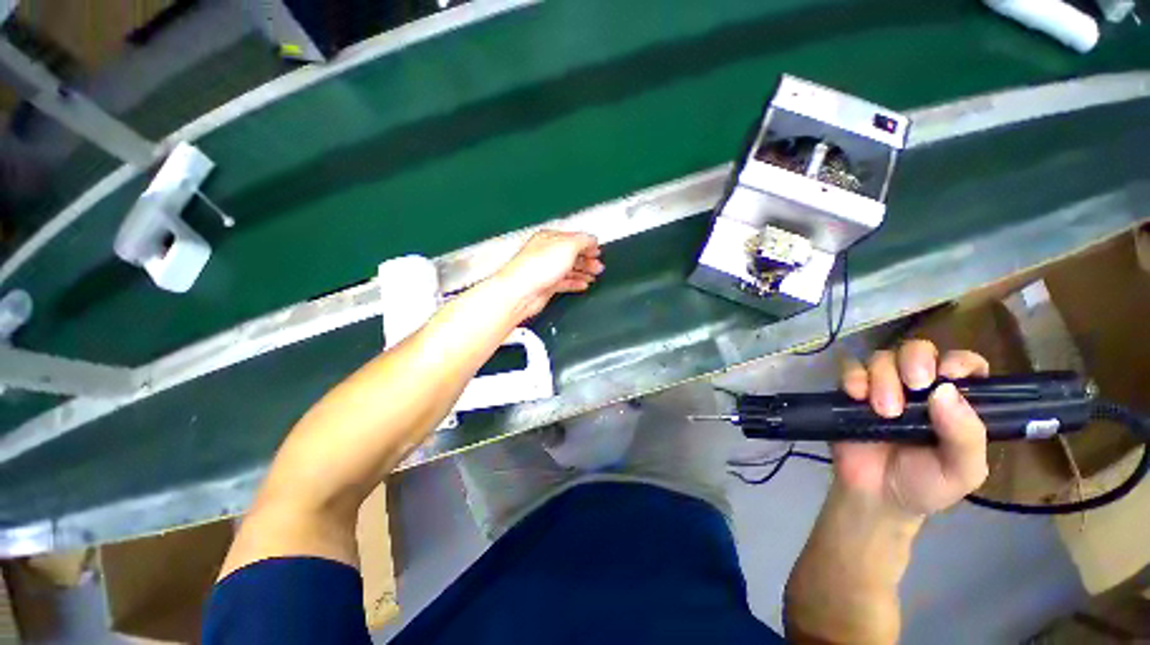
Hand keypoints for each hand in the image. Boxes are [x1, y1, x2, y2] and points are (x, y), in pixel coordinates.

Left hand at [493, 230, 603, 318]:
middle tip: (598, 265)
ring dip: (583, 271)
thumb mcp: (567, 246)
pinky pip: (564, 283)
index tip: (598, 250)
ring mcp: (545, 270)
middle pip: (571, 254)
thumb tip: (592, 239)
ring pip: (569, 269)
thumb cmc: (535, 268)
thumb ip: (583, 241)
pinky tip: (583, 284)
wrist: (521, 292)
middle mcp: (546, 253)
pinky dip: (575, 283)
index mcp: (549, 238)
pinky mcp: (546, 286)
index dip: (587, 243)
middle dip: (587, 259)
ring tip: (594, 274)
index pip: (573, 238)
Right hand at [835, 341, 989, 517]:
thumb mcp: (961, 471)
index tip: (946, 376)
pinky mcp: (851, 391)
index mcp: (954, 401)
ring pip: (882, 357)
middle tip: (913, 386)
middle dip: (914, 361)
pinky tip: (856, 396)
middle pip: (917, 350)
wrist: (874, 496)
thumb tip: (945, 391)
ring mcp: (882, 386)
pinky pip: (848, 367)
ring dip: (882, 377)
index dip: (958, 361)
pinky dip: (852, 376)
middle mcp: (919, 388)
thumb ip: (966, 436)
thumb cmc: (925, 485)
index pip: (964, 363)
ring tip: (883, 411)